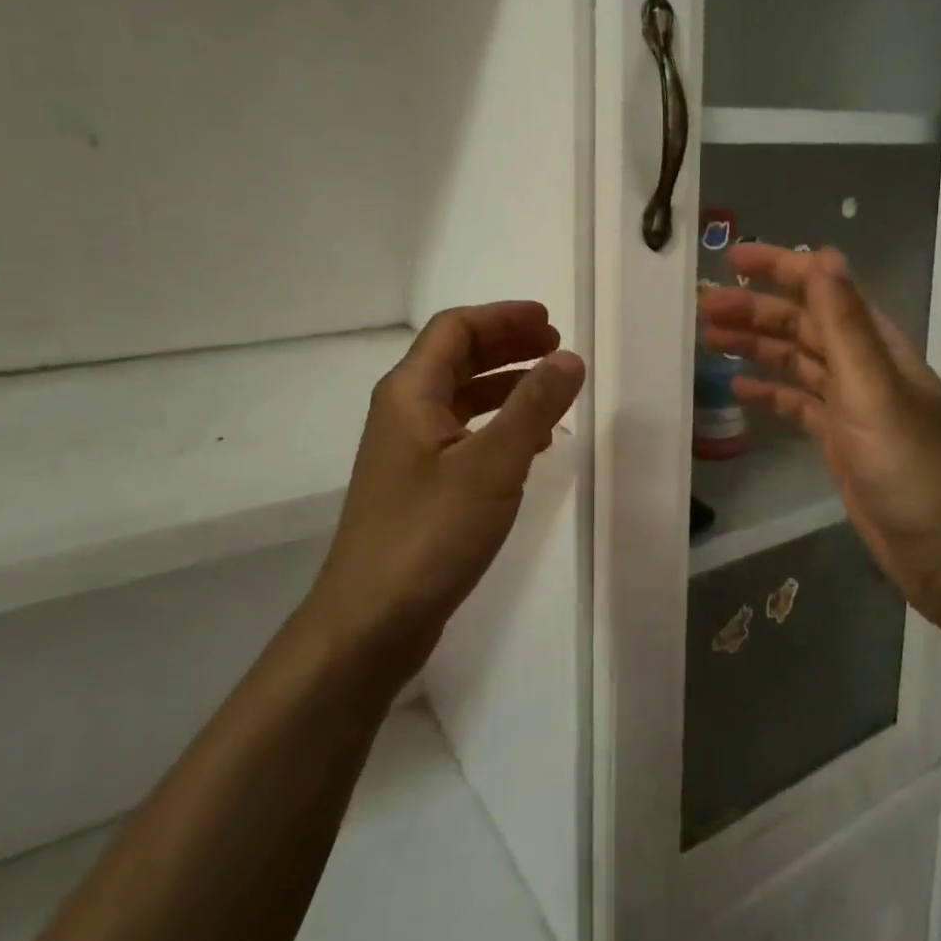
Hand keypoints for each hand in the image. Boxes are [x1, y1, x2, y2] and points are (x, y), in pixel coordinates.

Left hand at [309, 302, 584, 683]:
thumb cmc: (429, 533)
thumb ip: (534, 406)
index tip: (551, 323)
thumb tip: (569, 356)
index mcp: (410, 393)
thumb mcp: (493, 464)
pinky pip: (462, 434)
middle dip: (508, 346)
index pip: (456, 329)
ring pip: (461, 397)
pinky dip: (497, 424)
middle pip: (457, 357)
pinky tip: (530, 444)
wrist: (370, 623)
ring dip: (506, 384)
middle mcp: (403, 412)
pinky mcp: (418, 485)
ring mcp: (408, 451)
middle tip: (557, 349)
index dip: (503, 317)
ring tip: (552, 391)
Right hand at [699, 245, 940, 616]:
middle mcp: (862, 366)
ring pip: (795, 361)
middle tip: (703, 308)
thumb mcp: (873, 389)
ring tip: (708, 340)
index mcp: (875, 344)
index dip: (779, 267)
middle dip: (754, 310)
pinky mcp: (839, 440)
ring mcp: (850, 405)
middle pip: (802, 323)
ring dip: (756, 346)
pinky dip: (769, 391)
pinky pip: (797, 404)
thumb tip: (822, 255)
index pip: (822, 288)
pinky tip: (739, 390)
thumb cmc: (910, 467)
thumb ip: (845, 324)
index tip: (730, 258)